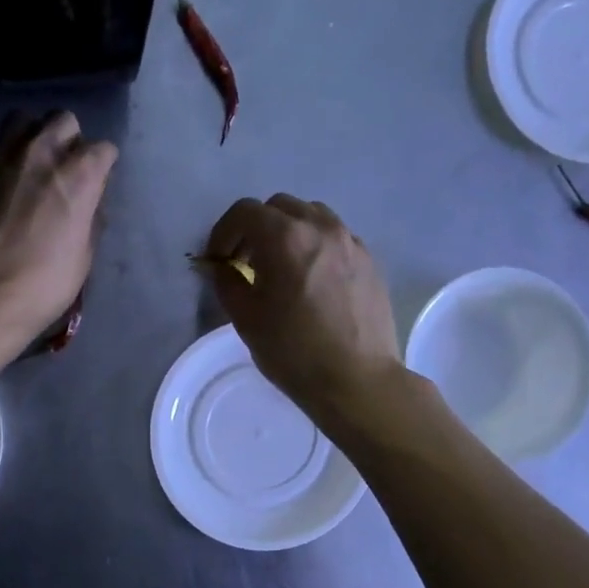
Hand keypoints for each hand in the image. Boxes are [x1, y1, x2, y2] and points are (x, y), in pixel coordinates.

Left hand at [0, 110, 117, 349]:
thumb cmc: (43, 284)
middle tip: (60, 169)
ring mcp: (0, 156)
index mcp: (79, 175)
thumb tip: (87, 204)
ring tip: (24, 165)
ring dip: (28, 137)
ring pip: (20, 120)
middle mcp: (42, 153)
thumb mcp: (83, 258)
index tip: (95, 184)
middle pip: (63, 120)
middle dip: (67, 139)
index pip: (103, 149)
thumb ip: (89, 220)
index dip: (101, 167)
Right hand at [201, 194, 403, 422]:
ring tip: (281, 268)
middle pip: (279, 207)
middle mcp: (320, 227)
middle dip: (256, 229)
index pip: (244, 212)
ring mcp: (350, 241)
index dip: (223, 232)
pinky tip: (311, 280)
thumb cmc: (294, 351)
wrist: (357, 380)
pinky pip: (334, 237)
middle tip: (246, 262)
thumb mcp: (246, 318)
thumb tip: (219, 266)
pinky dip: (315, 246)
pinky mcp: (369, 260)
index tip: (218, 260)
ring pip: (311, 216)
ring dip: (288, 232)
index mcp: (285, 237)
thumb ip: (227, 282)